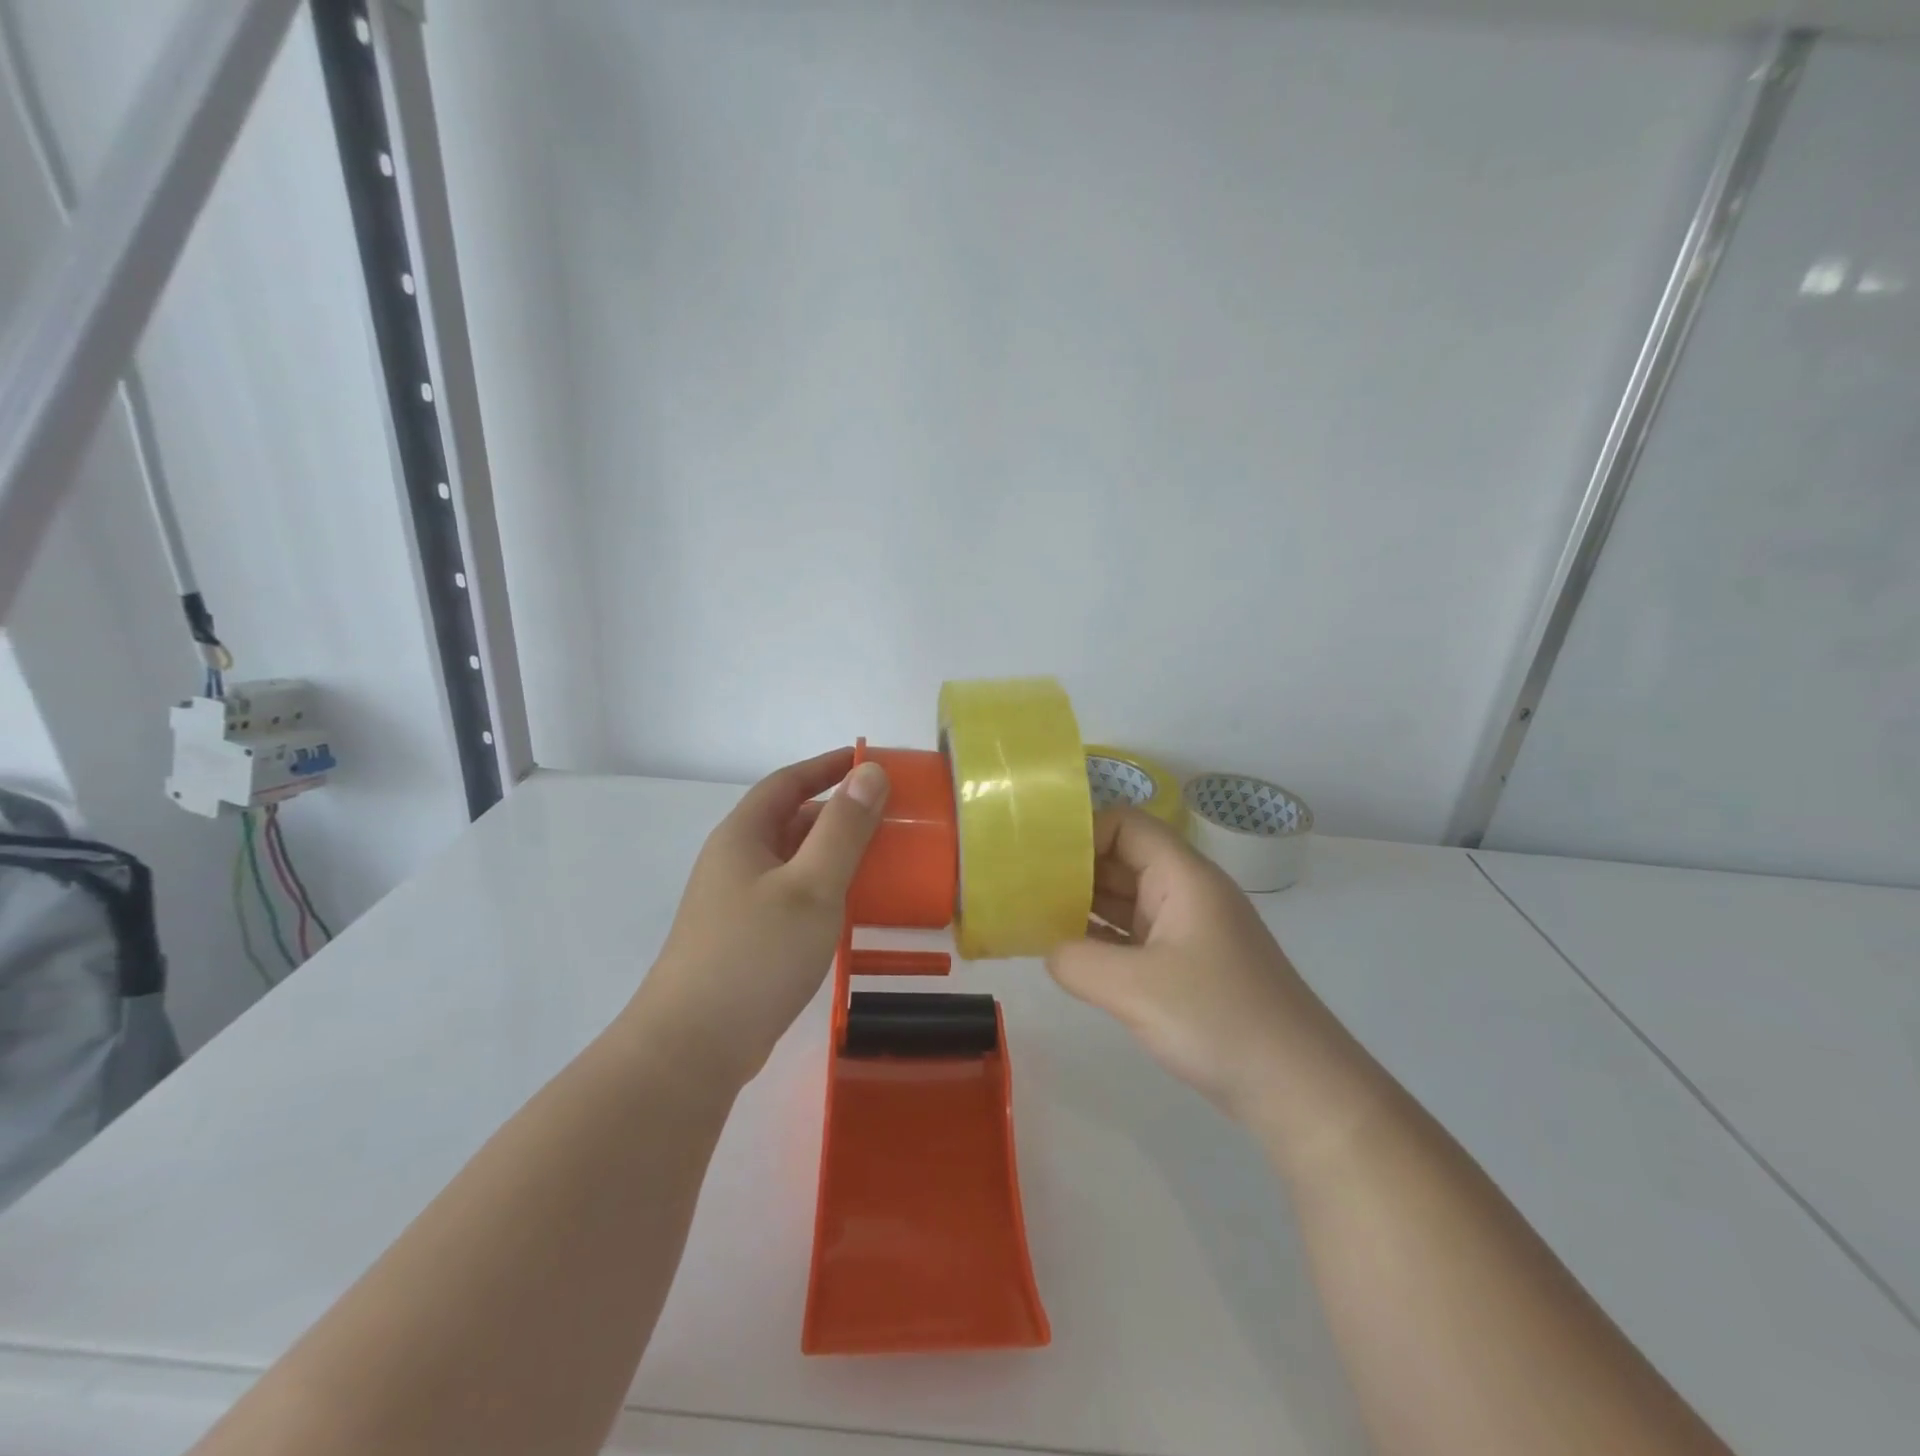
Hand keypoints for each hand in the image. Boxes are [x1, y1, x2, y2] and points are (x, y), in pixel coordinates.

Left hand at [631, 749, 888, 1087]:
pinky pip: (790, 897)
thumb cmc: (755, 955)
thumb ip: (844, 828)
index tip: (869, 762)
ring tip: (879, 861)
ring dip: (832, 855)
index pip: (787, 782)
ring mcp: (735, 904)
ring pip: (792, 862)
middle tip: (887, 818)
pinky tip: (848, 911)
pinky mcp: (743, 940)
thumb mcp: (812, 886)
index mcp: (743, 836)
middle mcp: (735, 862)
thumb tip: (870, 772)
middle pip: (790, 821)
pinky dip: (822, 890)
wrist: (692, 1049)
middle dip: (837, 813)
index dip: (827, 766)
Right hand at [1046, 808, 1335, 1125]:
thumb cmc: (1221, 1021)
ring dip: (1082, 905)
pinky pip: (1134, 936)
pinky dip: (1101, 938)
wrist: (1300, 1090)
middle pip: (1122, 859)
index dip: (1081, 833)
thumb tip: (1051, 951)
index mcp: (1183, 877)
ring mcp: (1187, 930)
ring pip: (1126, 899)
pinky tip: (1067, 953)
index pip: (1126, 825)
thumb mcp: (1136, 990)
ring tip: (1031, 917)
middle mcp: (1186, 892)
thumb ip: (1077, 962)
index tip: (1038, 860)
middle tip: (1021, 888)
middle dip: (1073, 870)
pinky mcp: (1186, 965)